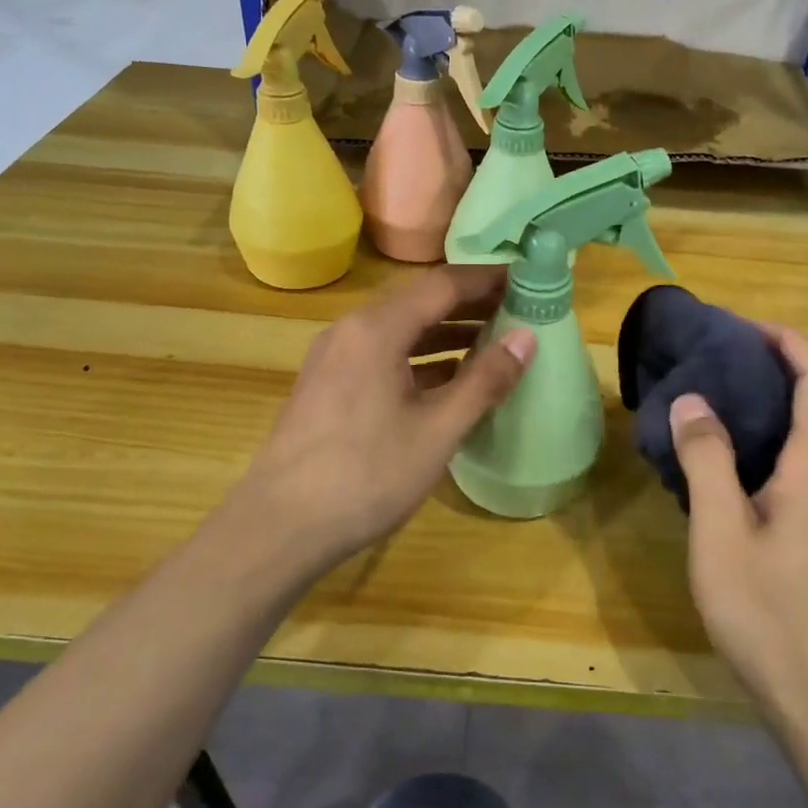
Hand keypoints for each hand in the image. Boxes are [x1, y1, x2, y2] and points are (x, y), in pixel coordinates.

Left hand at [227, 264, 534, 576]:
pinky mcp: (328, 385)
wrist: (279, 527)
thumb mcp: (437, 430)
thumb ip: (485, 380)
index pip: (443, 284)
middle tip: (520, 310)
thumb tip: (527, 337)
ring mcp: (334, 357)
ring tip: (494, 342)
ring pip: (400, 330)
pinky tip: (448, 379)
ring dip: (446, 332)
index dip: (488, 279)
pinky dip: (420, 357)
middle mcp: (351, 330)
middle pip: (419, 302)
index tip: (528, 280)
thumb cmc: (366, 476)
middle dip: (471, 304)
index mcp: (377, 329)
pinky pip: (383, 354)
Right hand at [669, 326, 807, 728]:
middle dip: (772, 366)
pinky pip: (801, 468)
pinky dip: (767, 445)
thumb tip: (692, 399)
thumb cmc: (772, 617)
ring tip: (709, 408)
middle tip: (712, 364)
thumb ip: (707, 463)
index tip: (739, 328)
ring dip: (768, 407)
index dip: (788, 339)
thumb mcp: (721, 536)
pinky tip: (724, 471)